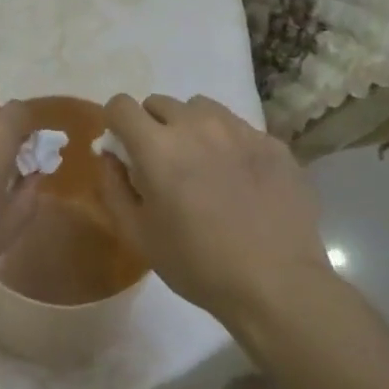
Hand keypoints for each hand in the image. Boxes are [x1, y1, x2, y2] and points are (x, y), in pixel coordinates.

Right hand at [98, 93, 328, 319]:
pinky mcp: (272, 142)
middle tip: (163, 163)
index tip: (124, 147)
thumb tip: (110, 155)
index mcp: (157, 147)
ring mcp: (238, 130)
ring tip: (202, 163)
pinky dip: (228, 143)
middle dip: (152, 125)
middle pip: (160, 103)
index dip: (116, 123)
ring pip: (201, 108)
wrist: (278, 284)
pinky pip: (238, 127)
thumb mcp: (138, 234)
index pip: (121, 105)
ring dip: (191, 126)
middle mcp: (196, 125)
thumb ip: (113, 187)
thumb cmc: (198, 264)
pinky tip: (240, 179)